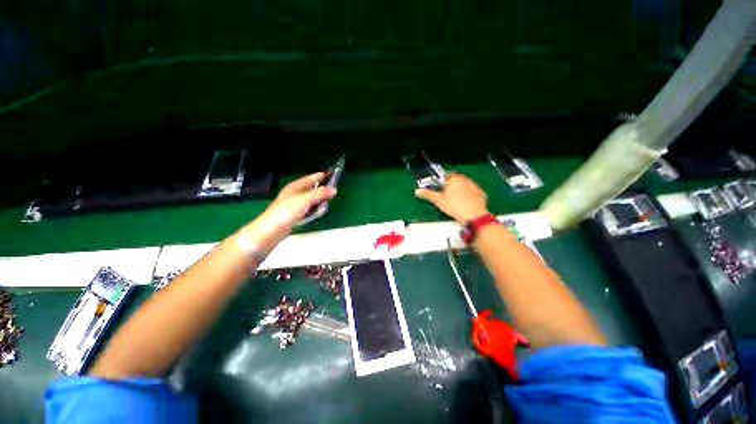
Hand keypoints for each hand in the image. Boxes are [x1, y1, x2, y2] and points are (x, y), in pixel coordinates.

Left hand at [242, 173, 336, 250]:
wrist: (271, 230)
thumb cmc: (286, 211)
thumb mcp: (305, 200)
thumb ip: (320, 194)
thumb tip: (334, 189)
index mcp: (296, 186)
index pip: (311, 178)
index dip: (322, 177)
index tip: (333, 176)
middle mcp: (296, 193)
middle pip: (314, 190)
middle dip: (322, 195)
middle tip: (327, 199)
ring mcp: (296, 204)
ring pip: (313, 201)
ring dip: (318, 205)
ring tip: (319, 210)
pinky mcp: (296, 214)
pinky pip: (309, 210)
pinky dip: (313, 212)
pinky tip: (312, 216)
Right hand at [415, 173, 488, 222]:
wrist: (475, 216)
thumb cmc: (455, 207)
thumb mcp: (439, 201)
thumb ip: (428, 194)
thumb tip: (417, 191)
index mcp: (453, 179)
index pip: (445, 175)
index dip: (441, 182)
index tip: (440, 190)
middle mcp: (464, 179)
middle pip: (455, 180)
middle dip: (450, 186)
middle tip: (447, 197)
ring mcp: (474, 185)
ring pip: (464, 185)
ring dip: (459, 190)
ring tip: (456, 201)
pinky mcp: (481, 192)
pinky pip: (472, 191)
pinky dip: (468, 195)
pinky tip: (466, 203)